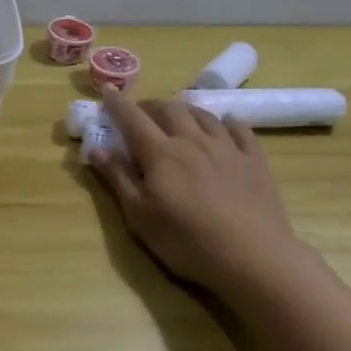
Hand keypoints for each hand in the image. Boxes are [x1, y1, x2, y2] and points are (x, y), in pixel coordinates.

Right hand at [88, 88, 306, 297]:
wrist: (253, 257)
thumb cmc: (186, 241)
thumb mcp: (139, 216)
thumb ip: (118, 178)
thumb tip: (96, 149)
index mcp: (160, 154)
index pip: (132, 118)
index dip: (117, 104)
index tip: (106, 93)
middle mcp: (192, 141)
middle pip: (169, 109)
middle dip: (150, 106)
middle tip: (141, 114)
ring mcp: (227, 147)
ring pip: (202, 114)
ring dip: (184, 110)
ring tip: (177, 117)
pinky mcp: (255, 160)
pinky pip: (239, 129)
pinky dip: (226, 122)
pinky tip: (224, 125)